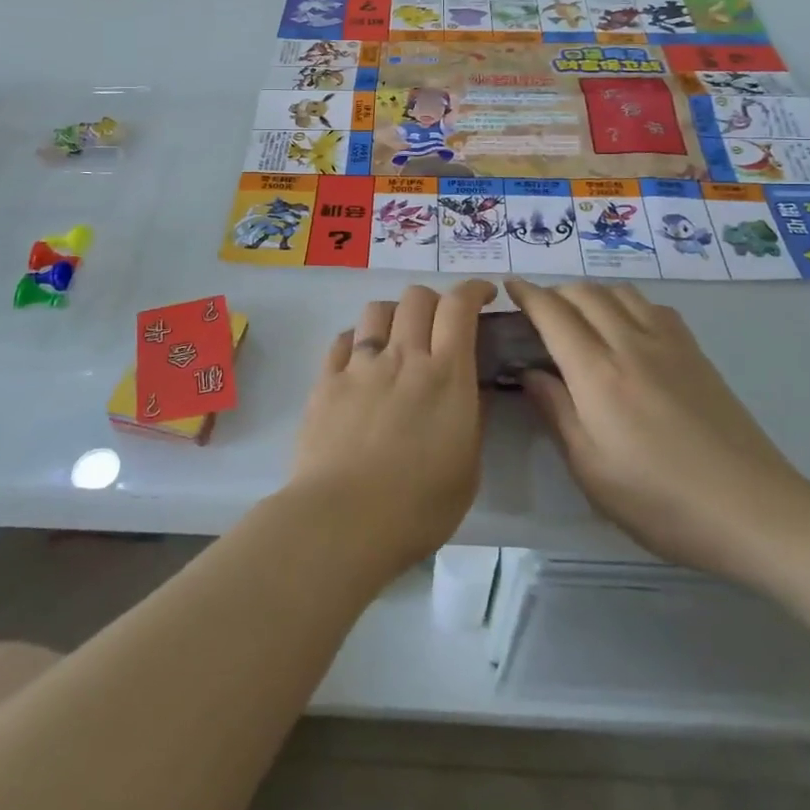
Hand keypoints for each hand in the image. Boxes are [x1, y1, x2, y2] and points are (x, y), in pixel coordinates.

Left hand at [287, 281, 496, 578]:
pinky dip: (357, 340)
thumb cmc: (418, 506)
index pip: (459, 307)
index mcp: (446, 375)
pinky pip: (342, 340)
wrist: (343, 520)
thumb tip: (466, 391)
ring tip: (397, 336)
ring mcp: (360, 366)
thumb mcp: (467, 467)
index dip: (473, 289)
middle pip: (416, 298)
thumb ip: (469, 419)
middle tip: (440, 322)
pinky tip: (359, 359)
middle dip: (434, 300)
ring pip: (377, 310)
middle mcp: (403, 357)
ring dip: (394, 314)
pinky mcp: (326, 381)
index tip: (483, 293)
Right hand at [507, 278, 809, 578]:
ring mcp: (668, 344)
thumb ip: (556, 412)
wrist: (752, 509)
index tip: (510, 287)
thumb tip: (530, 372)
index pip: (553, 314)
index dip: (527, 294)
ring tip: (579, 315)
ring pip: (620, 292)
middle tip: (539, 310)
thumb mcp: (591, 469)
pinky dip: (627, 302)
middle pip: (585, 293)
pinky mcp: (696, 353)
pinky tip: (627, 327)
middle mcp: (630, 344)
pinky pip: (653, 306)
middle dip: (555, 292)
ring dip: (591, 293)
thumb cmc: (660, 500)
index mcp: (597, 373)